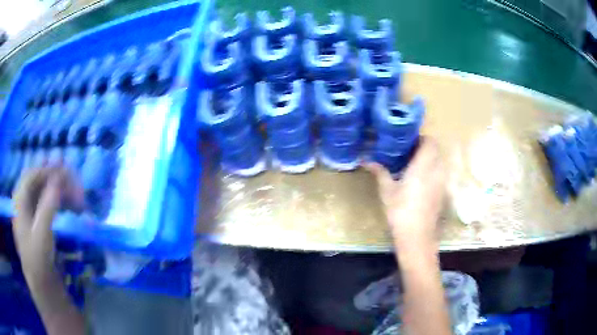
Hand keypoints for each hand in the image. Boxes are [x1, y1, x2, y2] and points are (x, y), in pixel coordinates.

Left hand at [12, 167, 83, 286]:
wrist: (42, 286)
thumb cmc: (38, 260)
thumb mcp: (42, 234)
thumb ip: (48, 205)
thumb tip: (59, 178)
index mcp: (19, 200)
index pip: (33, 174)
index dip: (48, 170)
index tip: (66, 172)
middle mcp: (23, 201)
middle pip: (39, 182)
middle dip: (58, 182)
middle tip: (76, 188)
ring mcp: (30, 211)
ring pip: (45, 192)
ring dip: (61, 193)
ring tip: (78, 200)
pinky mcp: (38, 221)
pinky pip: (48, 204)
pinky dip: (60, 203)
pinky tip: (71, 208)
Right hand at [366, 138, 445, 249]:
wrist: (417, 236)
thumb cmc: (400, 211)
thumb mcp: (387, 191)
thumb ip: (380, 172)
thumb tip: (365, 160)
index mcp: (423, 166)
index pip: (430, 142)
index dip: (421, 138)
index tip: (408, 141)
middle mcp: (437, 170)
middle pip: (436, 150)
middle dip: (424, 148)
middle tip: (408, 152)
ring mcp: (442, 182)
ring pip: (439, 162)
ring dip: (429, 159)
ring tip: (414, 165)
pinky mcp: (443, 193)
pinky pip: (440, 174)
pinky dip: (432, 172)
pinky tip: (420, 182)